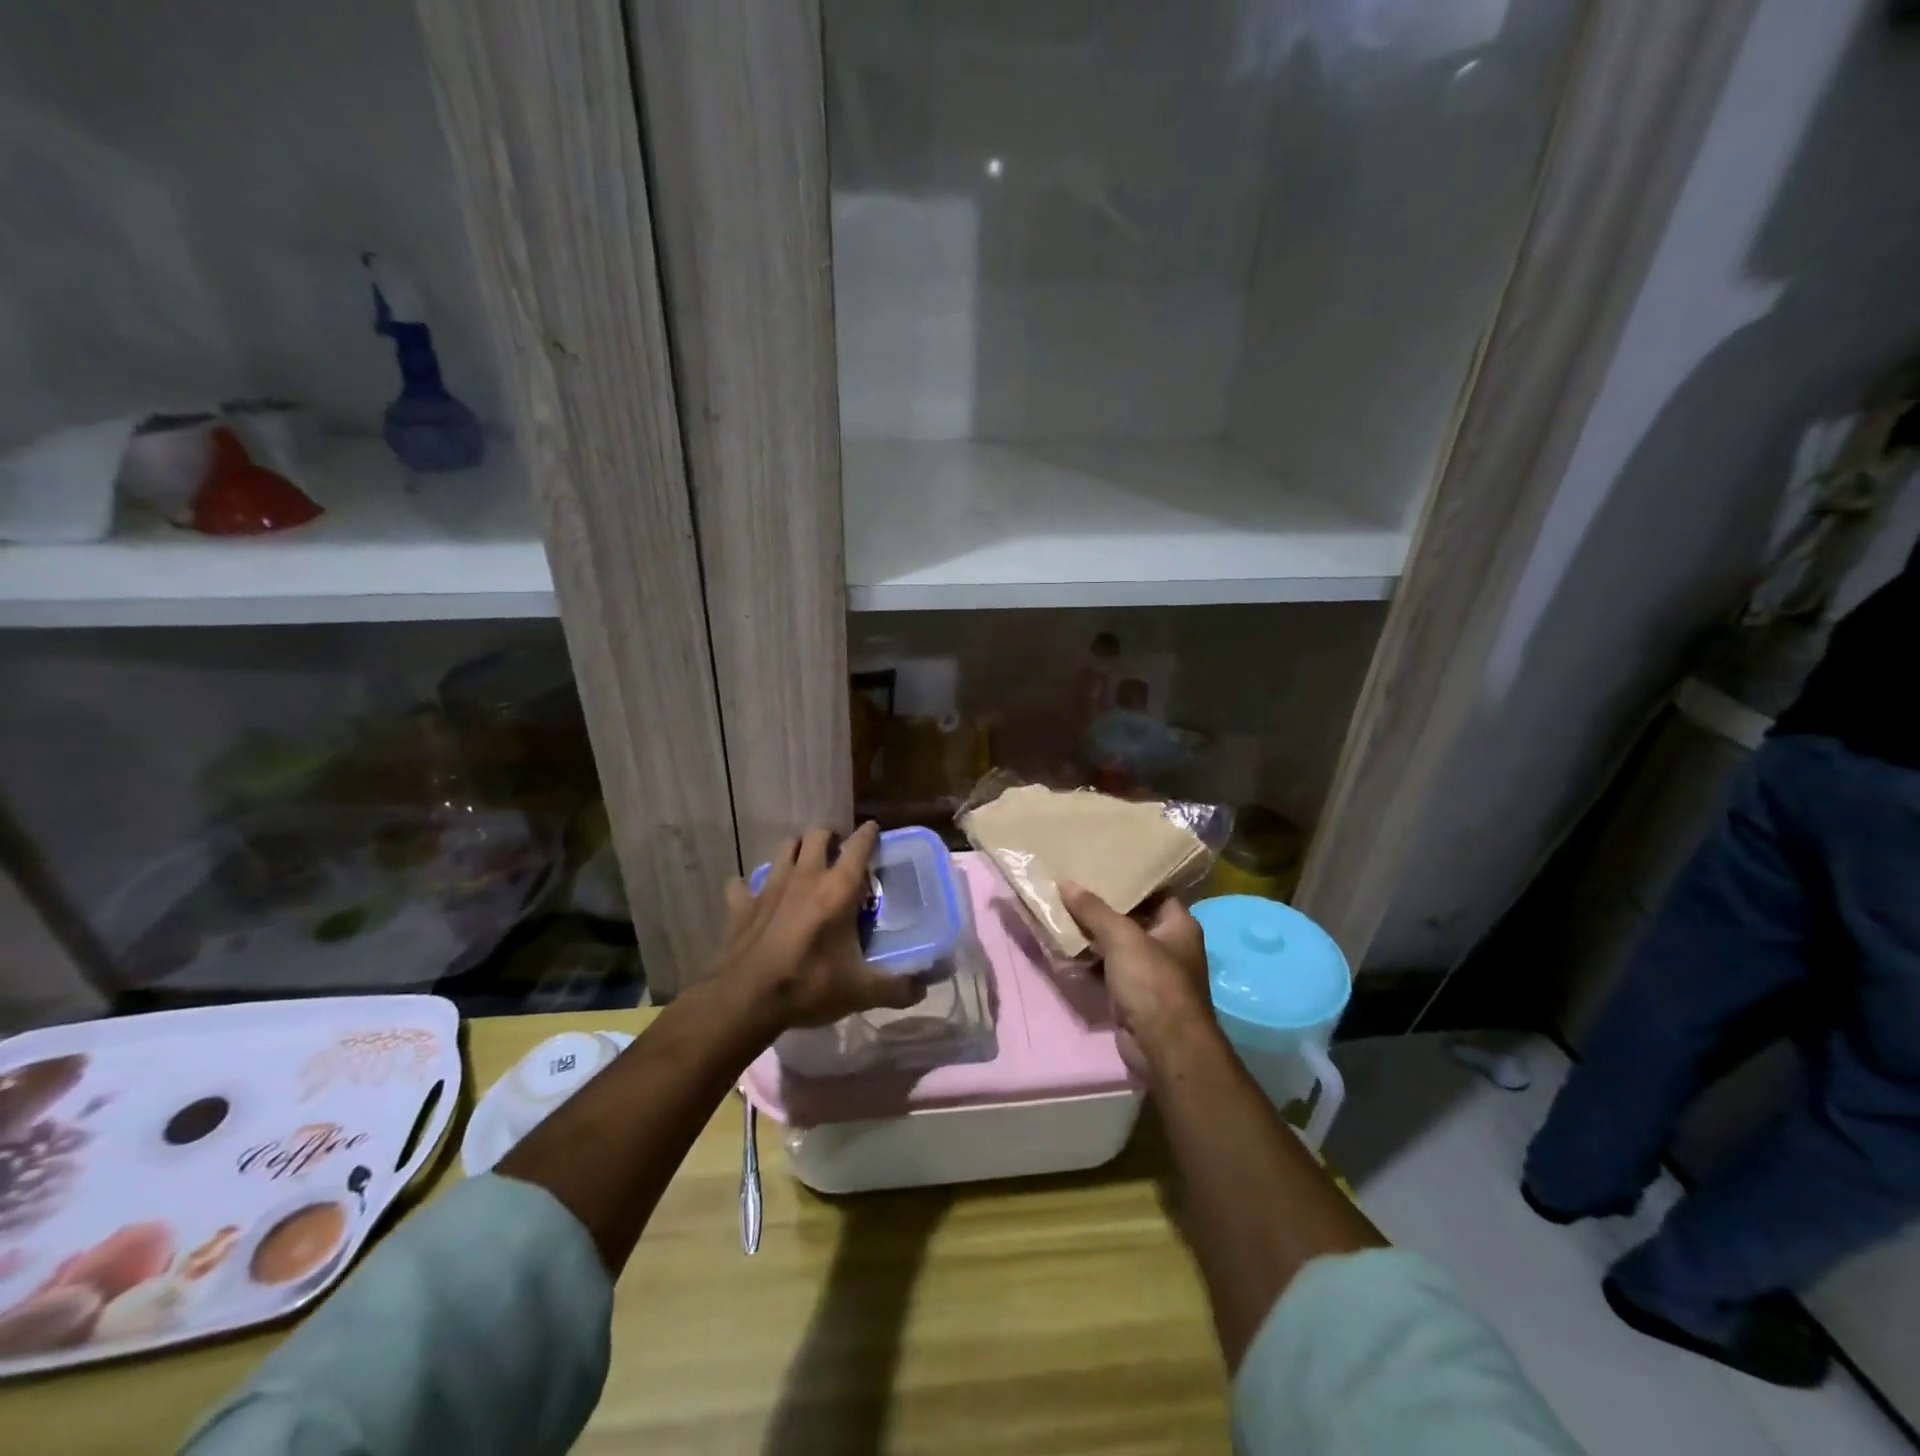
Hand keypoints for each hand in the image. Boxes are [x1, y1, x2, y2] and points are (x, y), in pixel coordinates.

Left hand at [713, 822, 924, 1030]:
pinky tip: (754, 897)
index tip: (874, 830)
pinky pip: (742, 884)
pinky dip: (749, 887)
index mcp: (838, 889)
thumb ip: (896, 988)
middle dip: (829, 837)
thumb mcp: (860, 991)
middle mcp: (805, 877)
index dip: (869, 834)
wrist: (745, 999)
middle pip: (817, 835)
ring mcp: (770, 887)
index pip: (859, 845)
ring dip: (796, 850)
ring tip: (804, 865)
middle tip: (838, 852)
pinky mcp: (742, 904)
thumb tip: (922, 990)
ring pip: (784, 848)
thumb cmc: (809, 985)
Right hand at [1061, 884, 1217, 1078]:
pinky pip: (1109, 969)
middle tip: (1072, 886)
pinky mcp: (1134, 996)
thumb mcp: (1122, 937)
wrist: (1164, 1047)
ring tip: (1061, 911)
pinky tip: (1065, 947)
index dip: (1129, 879)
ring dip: (1093, 935)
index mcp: (1179, 925)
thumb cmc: (1153, 982)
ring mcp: (1152, 973)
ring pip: (1117, 945)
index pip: (1154, 891)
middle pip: (1133, 918)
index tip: (1099, 865)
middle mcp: (1169, 946)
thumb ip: (1094, 910)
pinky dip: (1090, 961)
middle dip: (1103, 907)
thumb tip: (1066, 883)